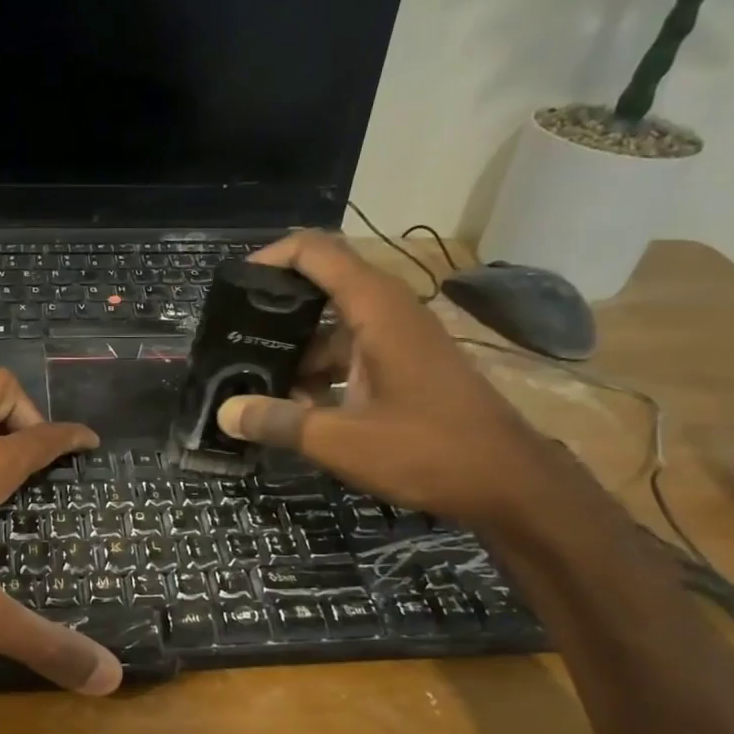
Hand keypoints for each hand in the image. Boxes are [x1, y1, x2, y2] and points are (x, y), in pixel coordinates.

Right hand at [214, 231, 555, 524]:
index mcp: (375, 309)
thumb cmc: (427, 450)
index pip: (317, 251)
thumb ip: (278, 422)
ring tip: (253, 384)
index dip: (272, 257)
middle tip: (232, 341)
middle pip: (321, 288)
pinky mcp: (405, 367)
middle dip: (274, 312)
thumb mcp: (340, 441)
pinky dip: (320, 374)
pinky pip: (351, 355)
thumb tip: (224, 413)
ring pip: (333, 329)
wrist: (509, 482)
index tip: (233, 286)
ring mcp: (400, 340)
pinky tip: (294, 409)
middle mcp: (388, 312)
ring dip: (295, 353)